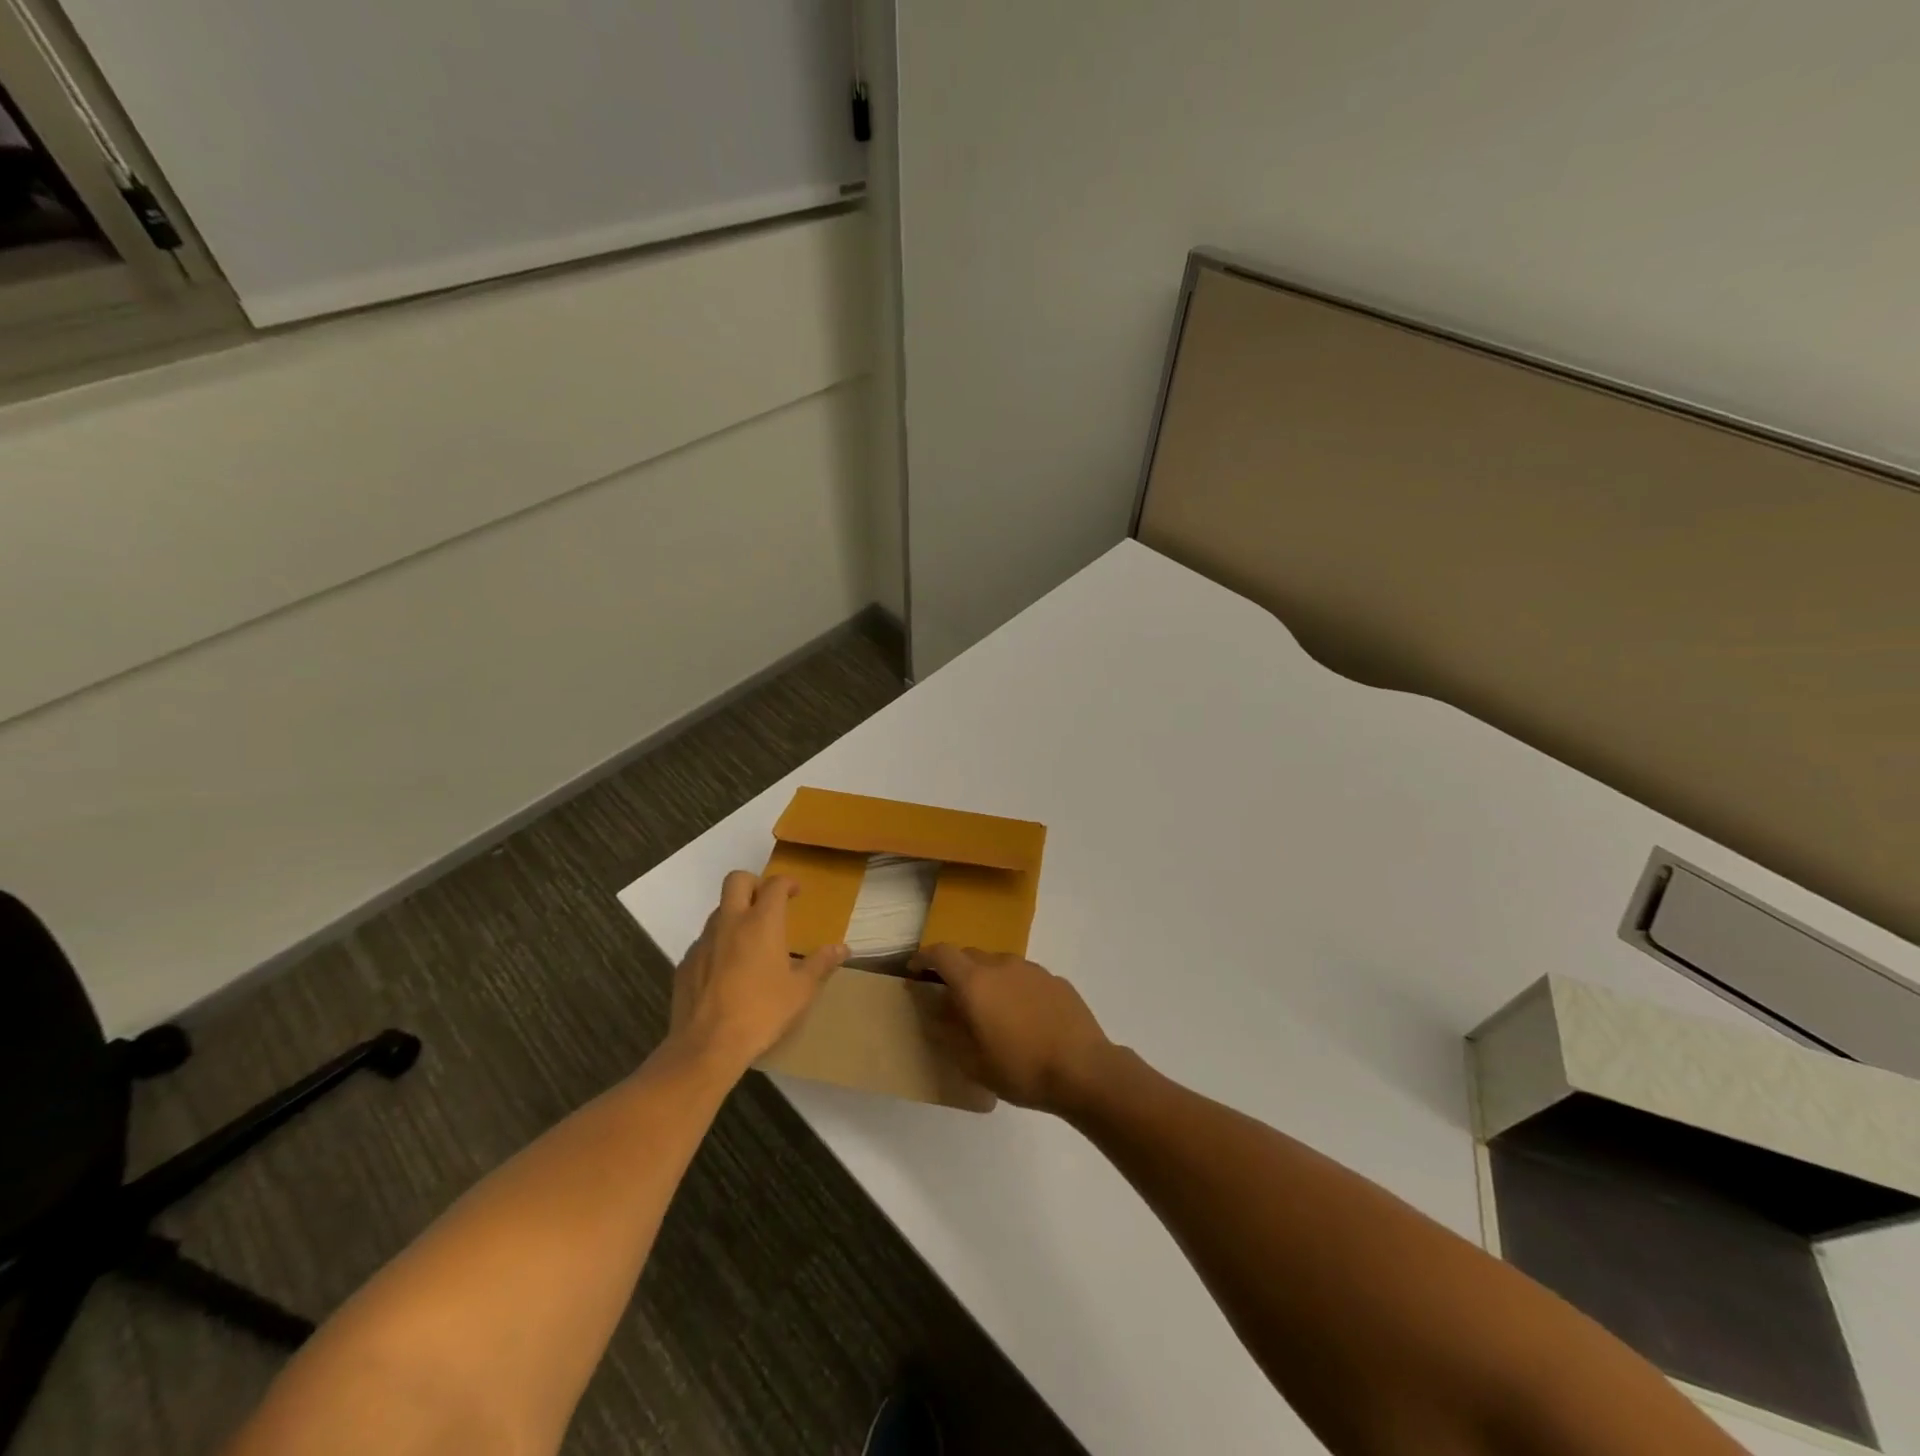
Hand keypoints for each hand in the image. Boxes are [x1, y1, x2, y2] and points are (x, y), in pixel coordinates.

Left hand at [669, 872, 845, 1073]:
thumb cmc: (762, 1012)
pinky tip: (728, 970)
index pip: (774, 885)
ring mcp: (704, 941)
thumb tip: (843, 948)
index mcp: (762, 923)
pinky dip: (719, 944)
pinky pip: (705, 941)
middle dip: (754, 883)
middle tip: (767, 903)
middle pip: (737, 880)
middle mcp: (730, 923)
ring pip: (719, 910)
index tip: (796, 892)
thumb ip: (821, 964)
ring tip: (751, 940)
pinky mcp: (686, 962)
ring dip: (735, 914)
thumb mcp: (801, 990)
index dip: (787, 882)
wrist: (707, 1046)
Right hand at [910, 945, 1114, 1113]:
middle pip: (969, 955)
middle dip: (954, 970)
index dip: (924, 959)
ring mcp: (1032, 969)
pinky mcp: (1055, 979)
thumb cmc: (1021, 1069)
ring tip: (989, 1010)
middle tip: (949, 997)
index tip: (915, 972)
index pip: (941, 954)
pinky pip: (1023, 977)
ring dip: (986, 979)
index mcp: (975, 982)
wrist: (1084, 1069)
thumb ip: (948, 1031)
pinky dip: (1013, 988)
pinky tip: (1023, 1017)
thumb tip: (935, 1010)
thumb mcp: (973, 1062)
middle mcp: (1001, 965)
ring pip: (998, 964)